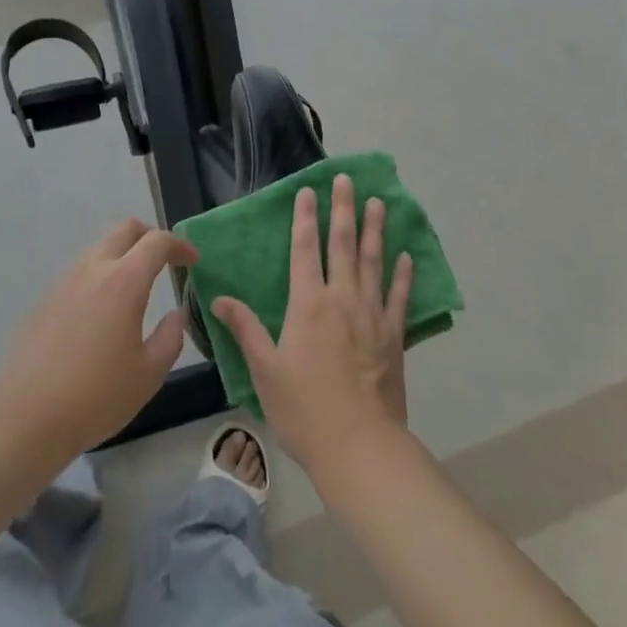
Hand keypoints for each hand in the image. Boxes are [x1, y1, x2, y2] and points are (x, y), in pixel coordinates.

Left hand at [0, 218, 197, 456]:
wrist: (25, 418)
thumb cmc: (96, 397)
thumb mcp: (149, 374)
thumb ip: (170, 338)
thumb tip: (175, 315)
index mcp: (124, 282)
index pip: (157, 242)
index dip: (179, 245)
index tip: (192, 261)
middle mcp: (93, 271)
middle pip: (124, 229)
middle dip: (150, 236)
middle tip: (165, 260)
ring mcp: (64, 284)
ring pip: (99, 249)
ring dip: (122, 256)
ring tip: (135, 288)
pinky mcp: (44, 302)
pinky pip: (79, 275)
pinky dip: (99, 279)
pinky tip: (101, 315)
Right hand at [213, 174, 413, 475]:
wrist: (359, 446)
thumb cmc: (304, 410)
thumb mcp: (265, 371)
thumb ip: (246, 330)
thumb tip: (219, 298)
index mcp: (308, 305)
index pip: (306, 250)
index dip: (306, 218)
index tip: (310, 191)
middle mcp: (342, 299)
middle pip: (343, 244)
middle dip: (343, 209)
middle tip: (347, 179)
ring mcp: (372, 315)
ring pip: (374, 262)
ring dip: (375, 230)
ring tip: (378, 203)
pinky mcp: (394, 335)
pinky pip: (399, 296)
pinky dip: (403, 274)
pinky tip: (406, 256)